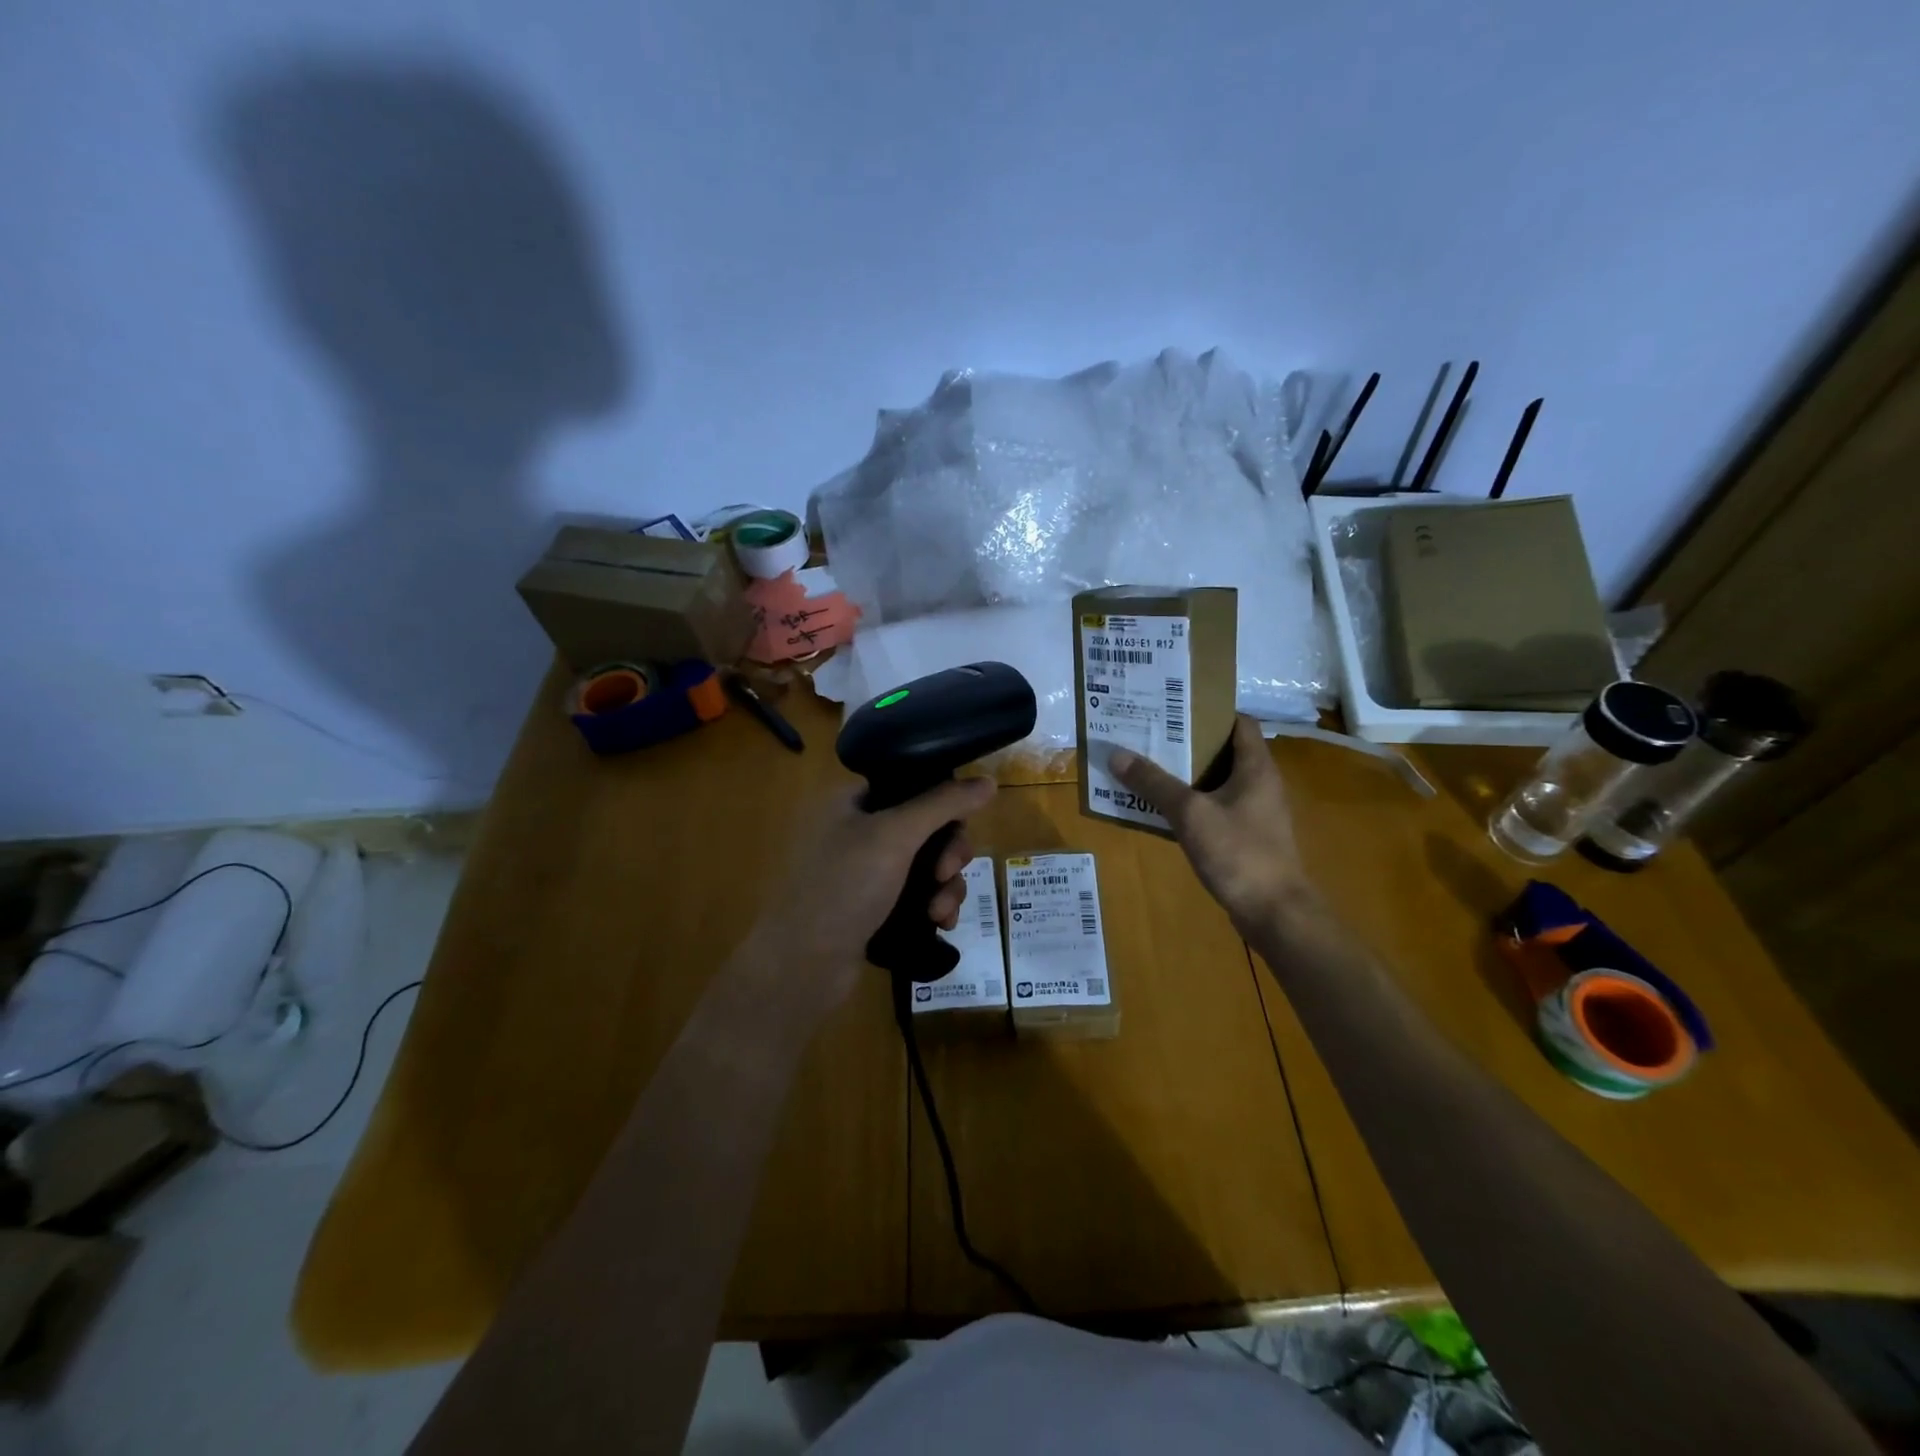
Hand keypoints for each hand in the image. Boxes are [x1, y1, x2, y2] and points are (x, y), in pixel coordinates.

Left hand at [743, 776, 996, 1014]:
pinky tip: (940, 924)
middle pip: (926, 828)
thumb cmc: (843, 886)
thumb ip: (943, 804)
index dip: (943, 803)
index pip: (911, 786)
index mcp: (852, 803)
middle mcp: (857, 832)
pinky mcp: (873, 909)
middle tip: (947, 872)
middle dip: (948, 853)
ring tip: (940, 911)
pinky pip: (917, 897)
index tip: (960, 826)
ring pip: (927, 866)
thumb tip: (987, 781)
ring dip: (945, 885)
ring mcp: (864, 874)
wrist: (802, 965)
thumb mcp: (895, 835)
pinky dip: (933, 906)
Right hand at [1110, 716, 1314, 937]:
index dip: (1207, 710)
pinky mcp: (1246, 837)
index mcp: (1256, 767)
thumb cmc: (1238, 853)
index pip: (1238, 722)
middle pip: (1222, 750)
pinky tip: (1160, 809)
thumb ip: (1154, 783)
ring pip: (1216, 781)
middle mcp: (1260, 783)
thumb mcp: (1190, 813)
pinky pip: (1214, 808)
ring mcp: (1254, 812)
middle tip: (1148, 734)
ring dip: (1184, 774)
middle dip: (1186, 742)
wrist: (1275, 913)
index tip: (1172, 707)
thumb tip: (1116, 753)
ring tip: (1146, 766)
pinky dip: (1190, 803)